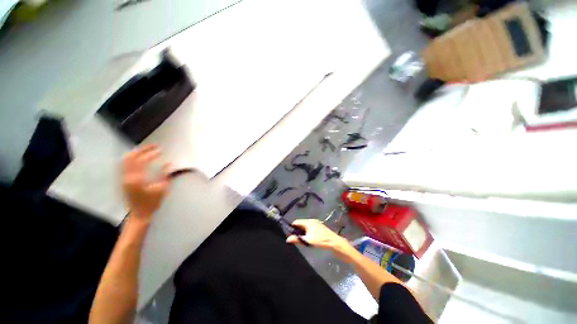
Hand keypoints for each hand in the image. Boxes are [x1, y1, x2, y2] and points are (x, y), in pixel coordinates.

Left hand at [122, 145, 169, 222]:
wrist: (140, 214)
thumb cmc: (153, 202)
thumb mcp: (162, 188)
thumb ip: (165, 174)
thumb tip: (169, 163)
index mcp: (137, 179)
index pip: (143, 161)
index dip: (152, 154)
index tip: (161, 150)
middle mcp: (127, 177)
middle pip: (131, 158)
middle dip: (142, 150)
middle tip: (153, 146)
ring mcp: (123, 178)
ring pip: (125, 160)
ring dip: (136, 153)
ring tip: (146, 149)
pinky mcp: (123, 180)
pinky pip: (124, 165)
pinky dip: (131, 158)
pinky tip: (138, 157)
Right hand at [286, 219, 353, 258]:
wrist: (334, 242)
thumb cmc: (320, 240)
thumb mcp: (308, 241)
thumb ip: (297, 239)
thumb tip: (287, 239)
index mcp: (308, 222)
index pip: (296, 222)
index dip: (292, 227)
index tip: (289, 234)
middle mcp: (311, 220)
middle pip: (301, 223)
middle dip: (297, 230)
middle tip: (295, 238)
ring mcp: (316, 222)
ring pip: (305, 225)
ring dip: (302, 231)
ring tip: (302, 239)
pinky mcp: (319, 226)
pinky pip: (310, 227)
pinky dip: (307, 231)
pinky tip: (309, 238)